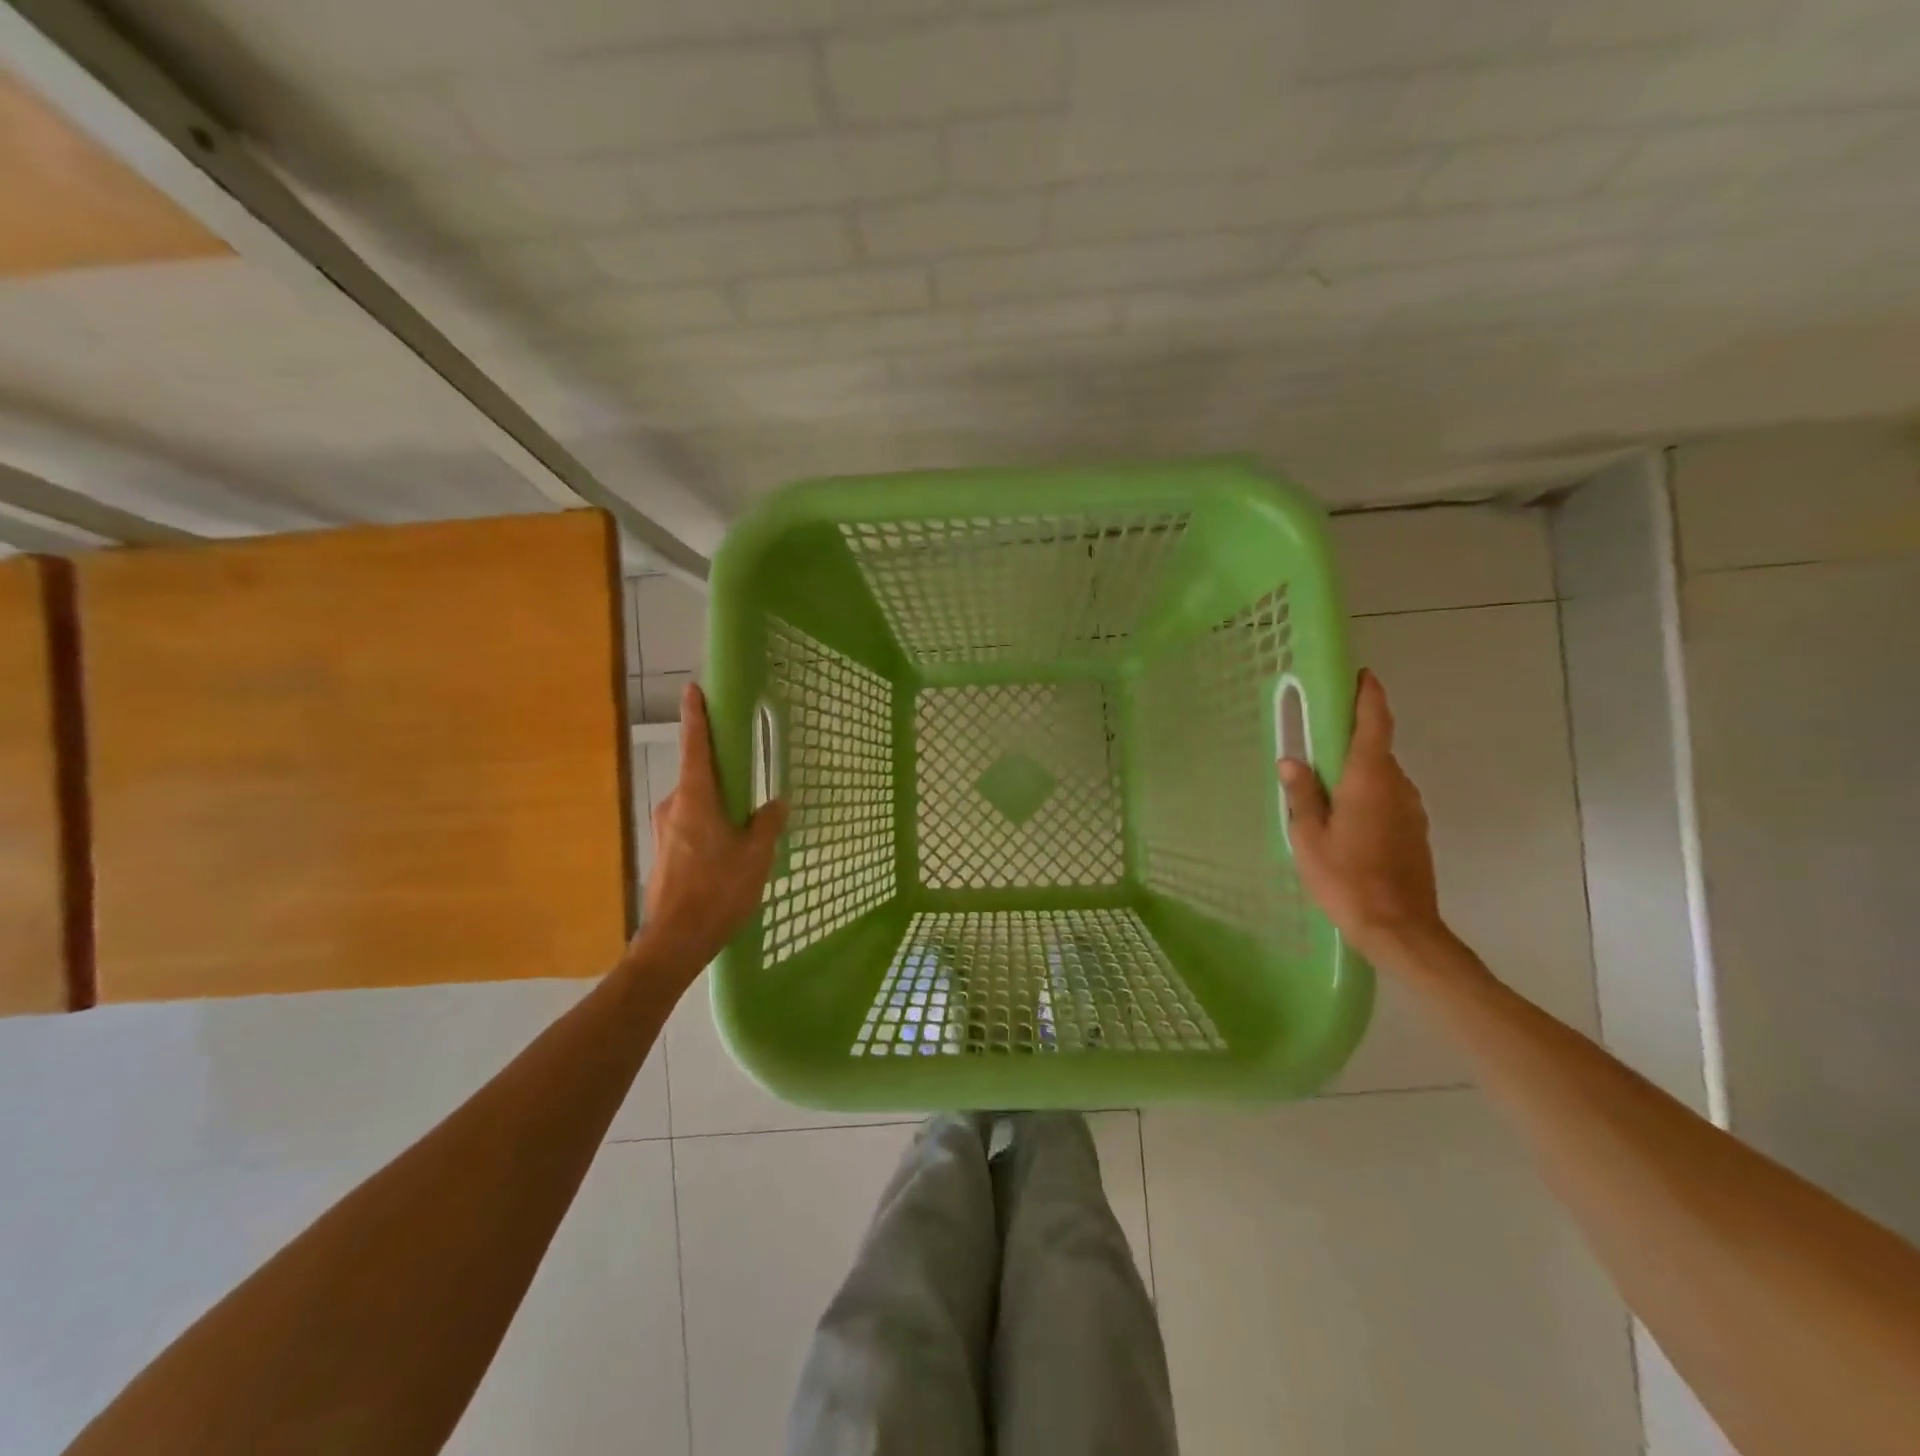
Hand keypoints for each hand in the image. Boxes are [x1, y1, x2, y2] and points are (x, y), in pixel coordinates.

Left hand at [634, 684, 788, 973]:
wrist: (675, 940)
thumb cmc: (718, 891)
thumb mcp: (756, 855)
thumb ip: (767, 823)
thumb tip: (775, 802)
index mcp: (696, 798)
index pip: (695, 746)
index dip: (696, 716)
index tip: (693, 689)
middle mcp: (674, 806)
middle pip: (698, 775)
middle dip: (720, 769)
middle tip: (747, 768)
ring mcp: (665, 829)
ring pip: (696, 803)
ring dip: (718, 802)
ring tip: (747, 819)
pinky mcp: (664, 851)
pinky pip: (691, 824)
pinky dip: (710, 823)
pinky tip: (729, 846)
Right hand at [1279, 669, 1445, 962]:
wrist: (1400, 929)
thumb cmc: (1347, 879)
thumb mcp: (1309, 837)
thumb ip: (1302, 795)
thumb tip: (1293, 760)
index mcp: (1369, 780)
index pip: (1375, 724)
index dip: (1369, 696)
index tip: (1360, 675)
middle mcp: (1397, 786)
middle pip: (1376, 749)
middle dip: (1350, 739)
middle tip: (1316, 742)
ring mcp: (1411, 810)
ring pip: (1382, 776)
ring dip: (1357, 772)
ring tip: (1323, 788)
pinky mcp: (1416, 832)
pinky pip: (1388, 798)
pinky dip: (1367, 794)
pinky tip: (1344, 819)